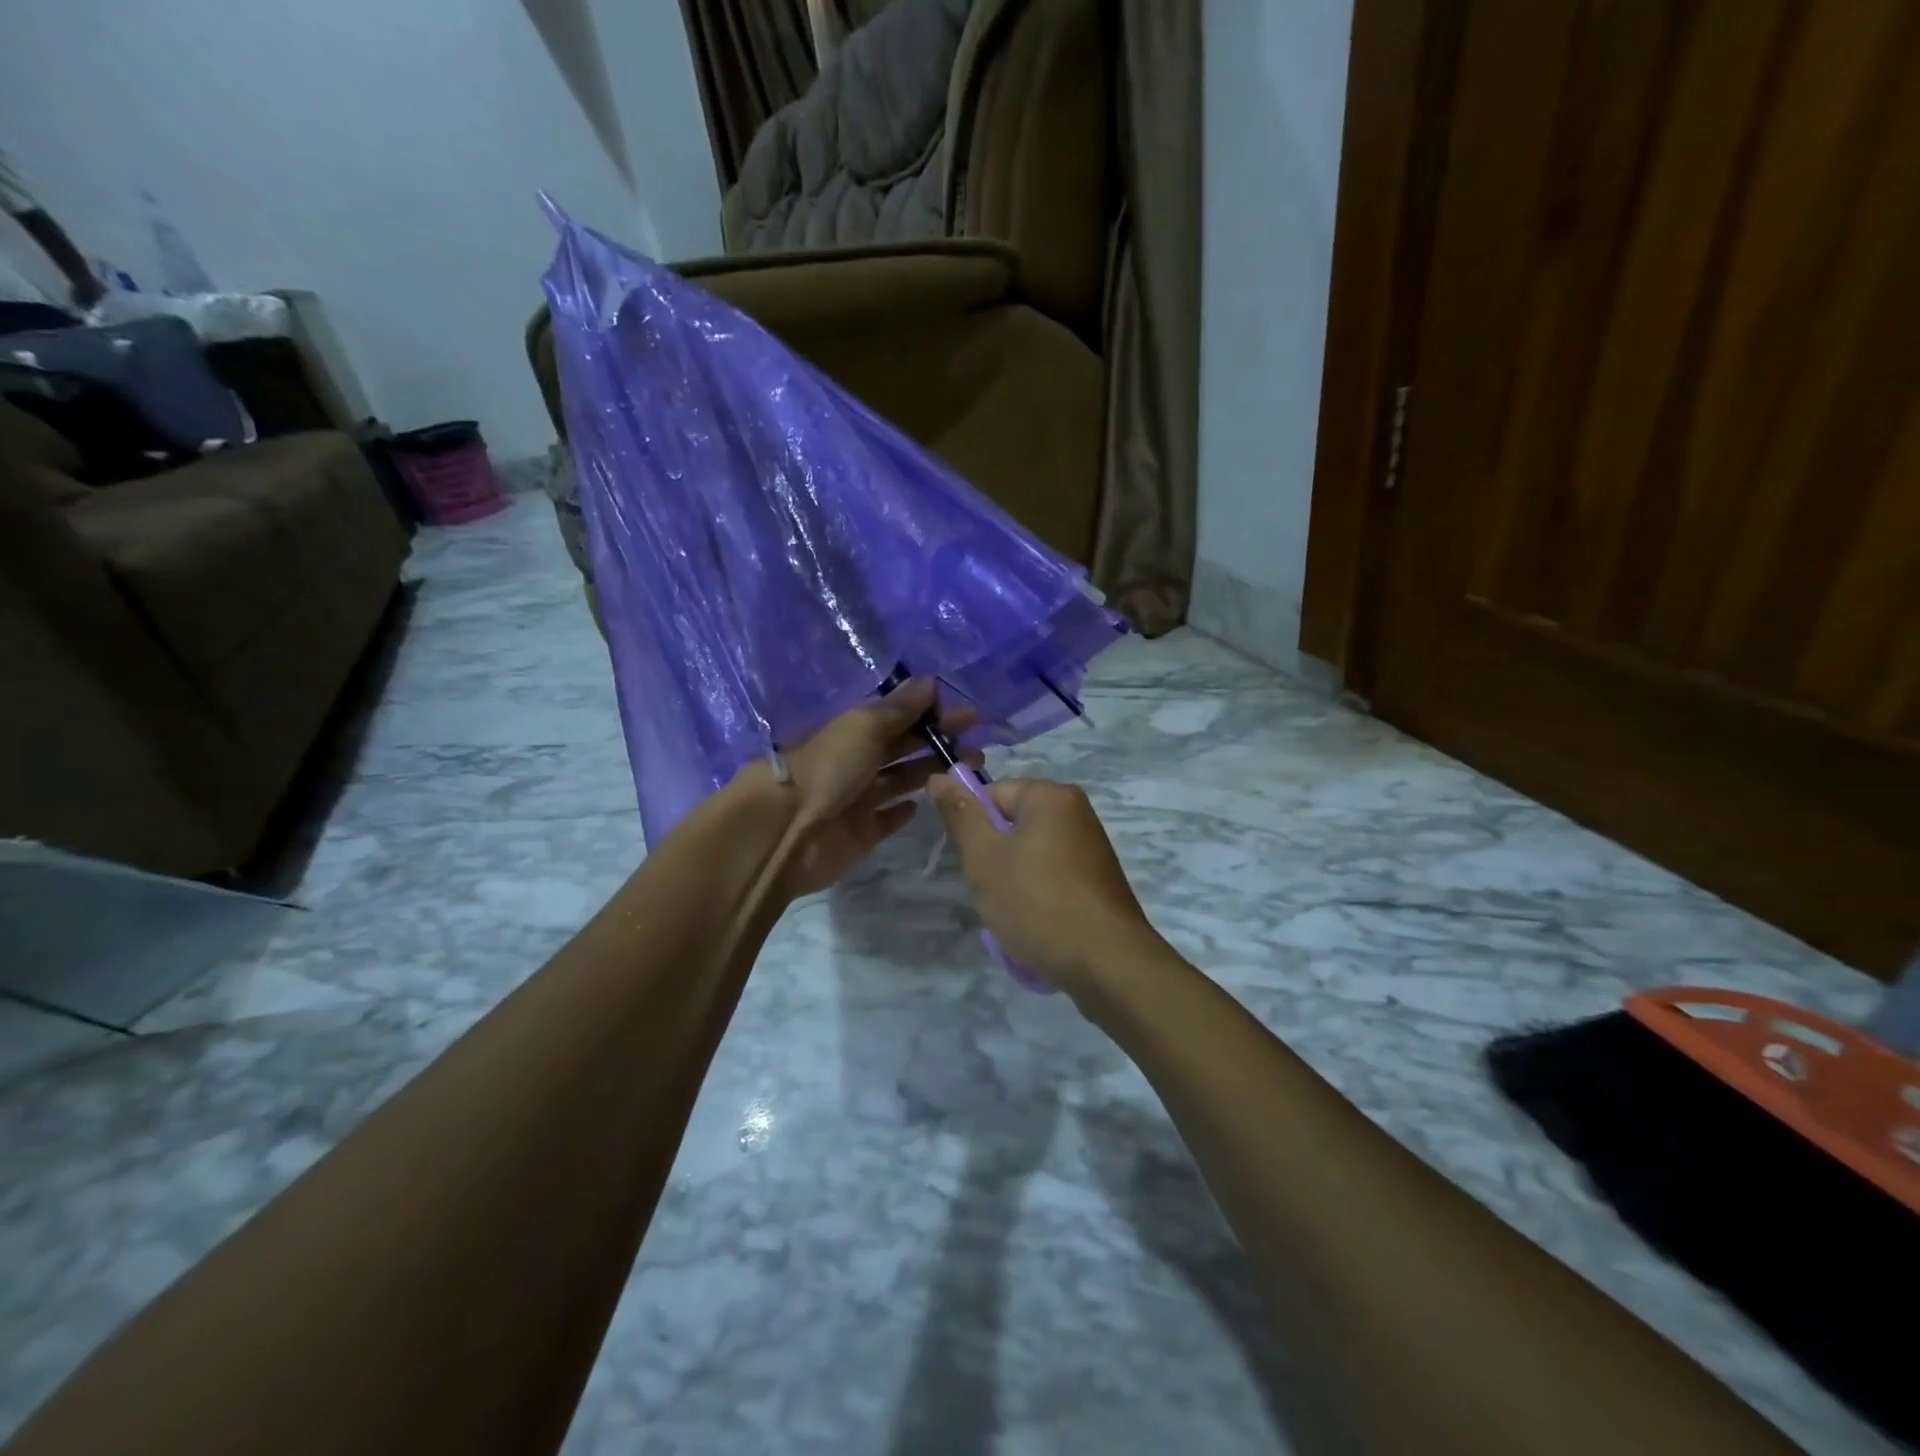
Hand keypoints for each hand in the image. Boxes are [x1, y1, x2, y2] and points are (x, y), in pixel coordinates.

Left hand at [773, 677, 976, 897]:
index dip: (931, 713)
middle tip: (978, 745)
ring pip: (901, 781)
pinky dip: (904, 810)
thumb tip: (930, 681)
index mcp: (853, 730)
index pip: (898, 716)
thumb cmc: (828, 768)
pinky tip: (924, 804)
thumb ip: (899, 708)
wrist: (787, 830)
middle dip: (938, 743)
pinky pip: (887, 819)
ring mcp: (858, 799)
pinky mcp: (862, 833)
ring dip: (930, 773)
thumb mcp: (864, 726)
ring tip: (968, 770)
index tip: (968, 714)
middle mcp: (856, 761)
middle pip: (903, 747)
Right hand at [926, 775, 1157, 994]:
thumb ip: (961, 814)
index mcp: (1052, 796)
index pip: (992, 794)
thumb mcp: (985, 857)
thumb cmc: (1038, 902)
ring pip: (1029, 856)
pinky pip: (1052, 879)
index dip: (974, 829)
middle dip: (993, 859)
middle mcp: (1077, 812)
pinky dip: (1038, 898)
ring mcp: (1091, 848)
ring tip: (1015, 915)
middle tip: (993, 893)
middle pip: (1011, 825)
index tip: (975, 865)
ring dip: (1012, 883)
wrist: (1108, 963)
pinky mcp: (1098, 882)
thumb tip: (940, 777)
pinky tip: (1037, 926)